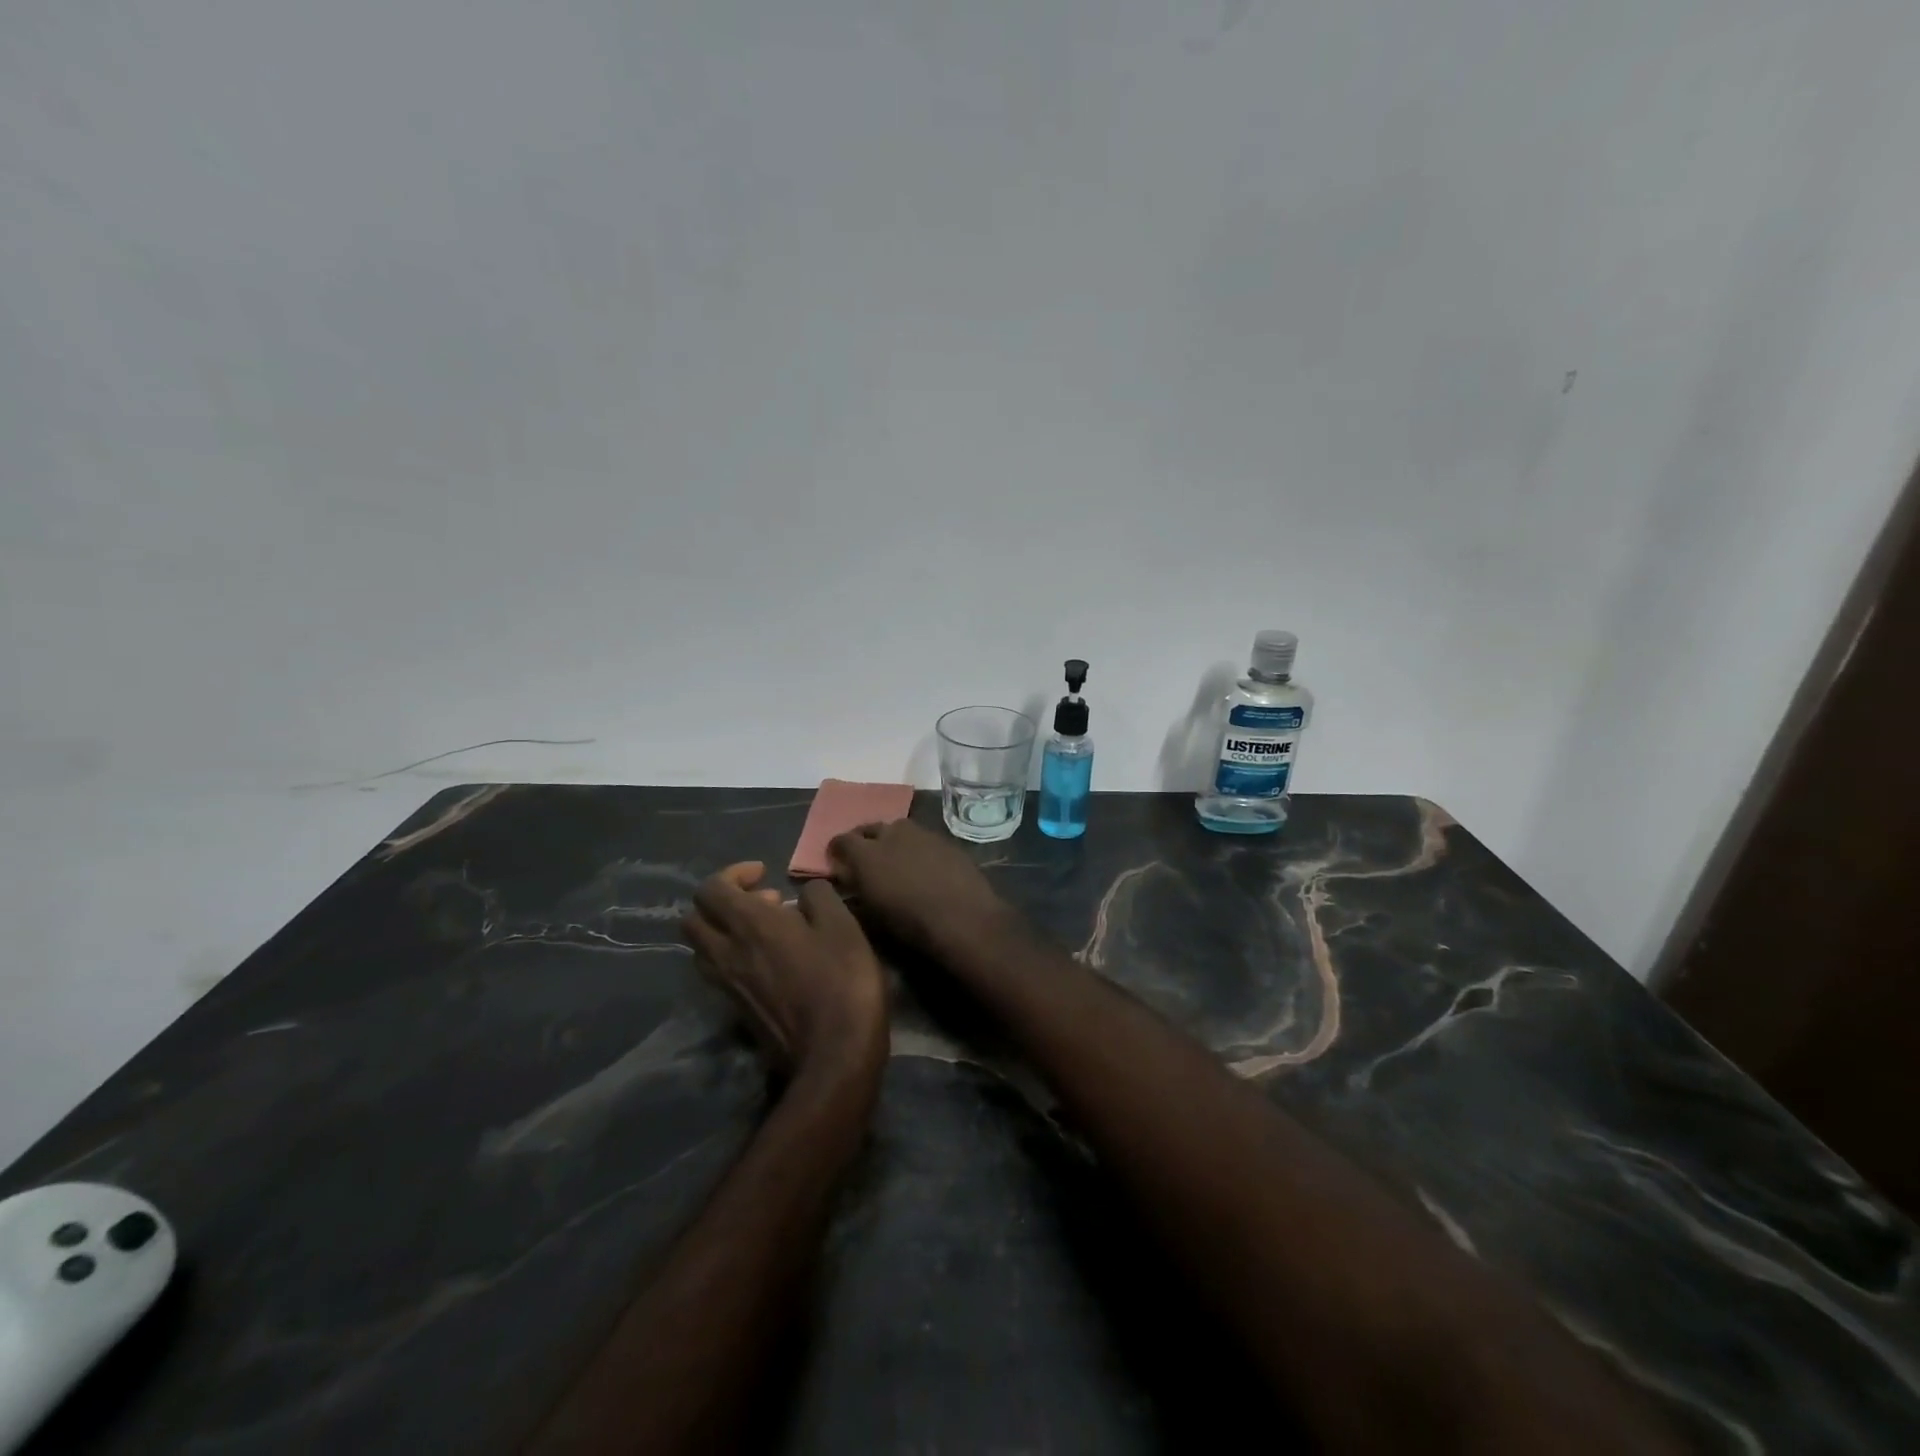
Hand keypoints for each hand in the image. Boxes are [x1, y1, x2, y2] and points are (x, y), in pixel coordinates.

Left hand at [681, 863, 887, 1084]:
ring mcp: (727, 986)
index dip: (734, 873)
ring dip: (724, 930)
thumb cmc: (841, 981)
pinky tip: (772, 961)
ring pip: (702, 948)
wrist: (834, 1055)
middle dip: (721, 901)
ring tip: (767, 931)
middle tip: (762, 902)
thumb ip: (818, 896)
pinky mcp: (736, 1010)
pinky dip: (733, 956)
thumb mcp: (842, 925)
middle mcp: (726, 953)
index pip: (710, 888)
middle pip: (693, 918)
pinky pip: (718, 972)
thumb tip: (803, 892)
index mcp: (749, 925)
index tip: (765, 874)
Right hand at [826, 819, 1013, 957]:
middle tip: (864, 857)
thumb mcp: (872, 913)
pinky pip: (922, 837)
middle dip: (863, 840)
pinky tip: (922, 864)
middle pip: (870, 828)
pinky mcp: (944, 839)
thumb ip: (855, 889)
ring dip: (891, 839)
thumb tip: (847, 877)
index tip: (836, 861)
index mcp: (867, 854)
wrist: (963, 917)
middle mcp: (891, 834)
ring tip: (894, 858)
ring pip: (898, 829)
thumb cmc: (911, 923)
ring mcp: (920, 833)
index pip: (842, 840)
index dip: (837, 850)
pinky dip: (916, 847)